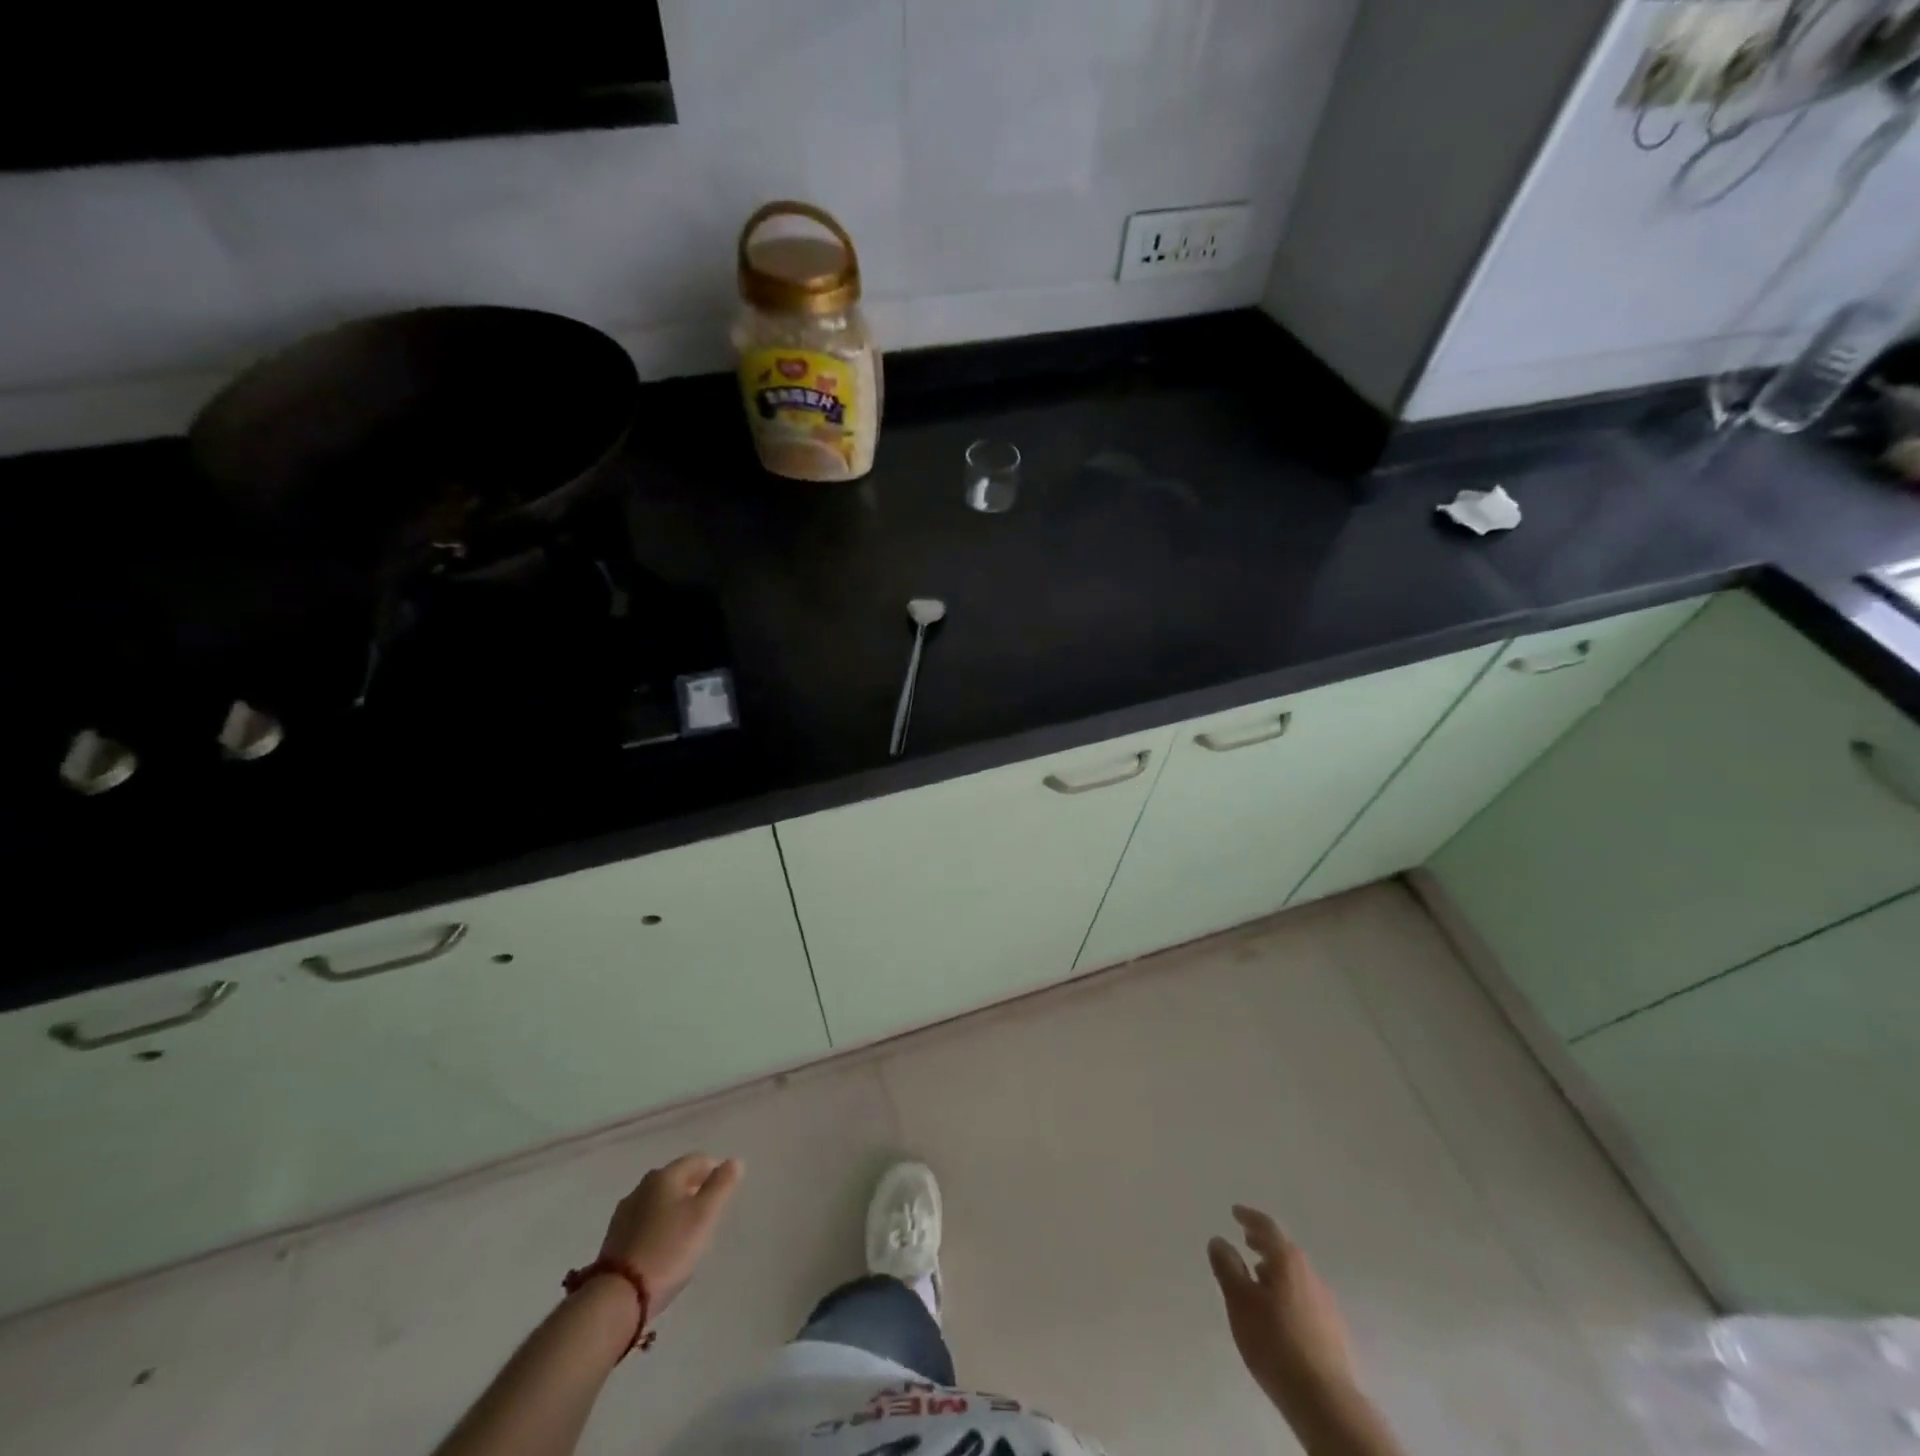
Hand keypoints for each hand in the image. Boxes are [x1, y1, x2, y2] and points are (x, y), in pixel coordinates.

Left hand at [597, 1153, 742, 1313]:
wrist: (617, 1297)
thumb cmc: (668, 1250)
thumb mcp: (704, 1216)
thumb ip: (721, 1185)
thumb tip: (734, 1161)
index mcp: (664, 1176)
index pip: (697, 1160)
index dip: (714, 1170)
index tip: (725, 1189)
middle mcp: (642, 1187)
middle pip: (675, 1178)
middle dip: (694, 1187)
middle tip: (709, 1209)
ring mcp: (624, 1213)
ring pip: (658, 1200)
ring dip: (674, 1207)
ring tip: (687, 1228)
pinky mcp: (614, 1239)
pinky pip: (644, 1221)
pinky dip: (658, 1224)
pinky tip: (663, 1244)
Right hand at [1208, 1205, 1355, 1410]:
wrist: (1325, 1401)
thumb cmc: (1275, 1342)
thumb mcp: (1239, 1301)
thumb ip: (1227, 1267)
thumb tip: (1219, 1240)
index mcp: (1288, 1260)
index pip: (1266, 1227)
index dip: (1248, 1217)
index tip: (1235, 1212)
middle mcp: (1310, 1274)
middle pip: (1284, 1250)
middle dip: (1264, 1244)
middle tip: (1247, 1241)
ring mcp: (1326, 1304)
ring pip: (1295, 1276)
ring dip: (1276, 1271)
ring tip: (1258, 1280)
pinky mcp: (1333, 1332)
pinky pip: (1304, 1299)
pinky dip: (1287, 1294)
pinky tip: (1278, 1314)